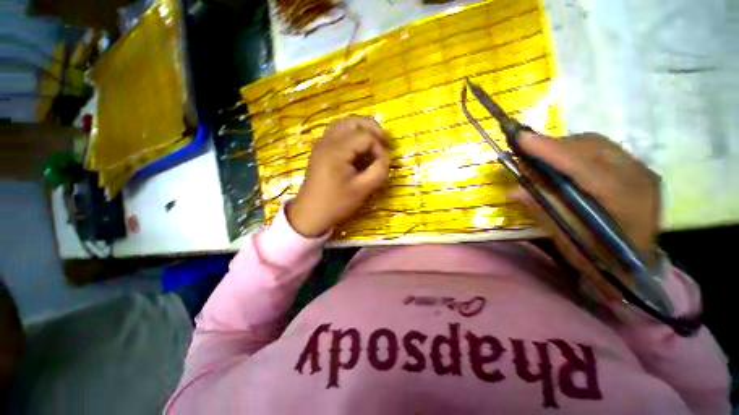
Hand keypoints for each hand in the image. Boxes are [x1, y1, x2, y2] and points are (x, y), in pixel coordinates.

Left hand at [287, 116, 389, 236]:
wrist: (310, 214)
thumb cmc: (336, 204)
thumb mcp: (362, 190)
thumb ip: (379, 171)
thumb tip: (385, 157)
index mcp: (337, 150)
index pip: (366, 136)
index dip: (379, 148)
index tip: (383, 164)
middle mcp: (327, 141)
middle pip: (354, 121)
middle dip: (373, 129)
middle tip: (385, 142)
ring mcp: (321, 144)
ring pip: (345, 124)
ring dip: (362, 130)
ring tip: (374, 144)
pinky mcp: (320, 150)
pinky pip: (338, 133)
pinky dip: (352, 135)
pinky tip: (359, 149)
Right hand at [511, 132, 660, 265]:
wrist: (637, 266)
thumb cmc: (603, 260)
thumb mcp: (570, 241)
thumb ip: (544, 212)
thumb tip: (514, 190)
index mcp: (628, 204)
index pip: (586, 168)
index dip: (552, 152)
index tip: (521, 139)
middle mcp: (640, 179)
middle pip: (592, 148)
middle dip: (553, 148)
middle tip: (524, 157)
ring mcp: (641, 170)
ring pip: (596, 144)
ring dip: (562, 148)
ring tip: (539, 161)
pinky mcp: (635, 168)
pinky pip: (600, 149)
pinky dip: (574, 151)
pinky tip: (560, 164)